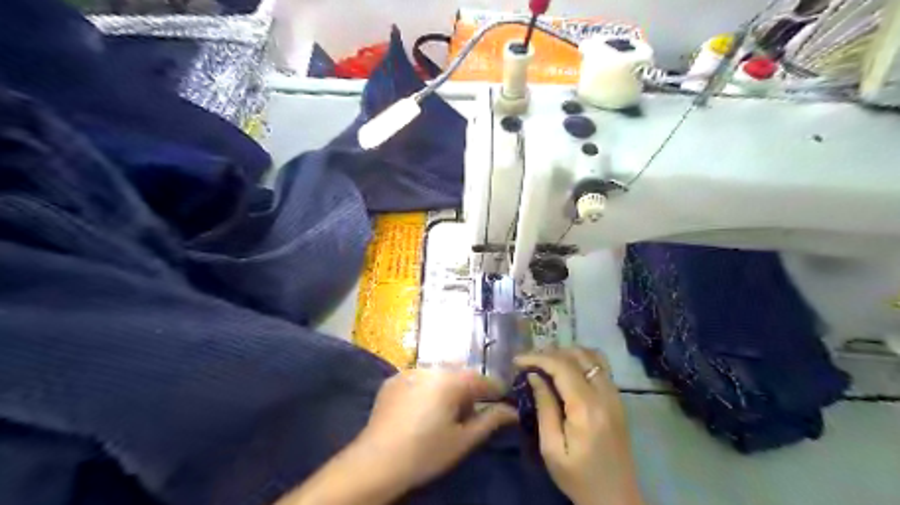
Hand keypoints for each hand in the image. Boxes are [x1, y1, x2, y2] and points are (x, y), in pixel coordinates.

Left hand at [356, 369, 515, 490]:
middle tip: (469, 413)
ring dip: (447, 386)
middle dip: (469, 389)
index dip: (496, 389)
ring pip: (438, 373)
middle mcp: (430, 368)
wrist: (376, 461)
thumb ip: (490, 421)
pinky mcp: (393, 380)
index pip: (482, 379)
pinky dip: (427, 388)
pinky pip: (419, 378)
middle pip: (460, 373)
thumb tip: (512, 411)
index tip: (503, 400)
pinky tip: (421, 409)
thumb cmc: (425, 452)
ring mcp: (409, 371)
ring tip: (443, 412)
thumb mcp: (463, 440)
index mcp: (451, 380)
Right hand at [517, 348, 643, 504]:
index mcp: (586, 408)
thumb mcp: (552, 448)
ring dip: (567, 353)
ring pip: (592, 356)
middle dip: (550, 352)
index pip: (562, 366)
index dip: (537, 357)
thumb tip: (534, 376)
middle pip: (578, 356)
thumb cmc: (579, 478)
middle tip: (529, 362)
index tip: (517, 361)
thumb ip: (544, 407)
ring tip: (546, 363)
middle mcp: (605, 395)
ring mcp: (615, 395)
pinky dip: (581, 360)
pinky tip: (566, 371)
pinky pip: (601, 367)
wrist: (616, 499)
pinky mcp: (618, 400)